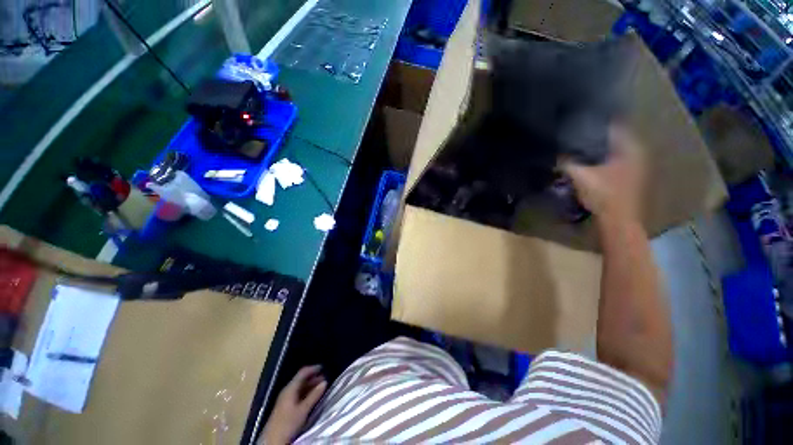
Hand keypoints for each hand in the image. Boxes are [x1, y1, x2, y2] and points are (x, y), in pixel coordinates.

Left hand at [260, 365, 326, 444]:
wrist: (273, 441)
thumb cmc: (288, 423)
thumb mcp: (303, 410)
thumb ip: (314, 395)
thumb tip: (325, 382)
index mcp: (290, 389)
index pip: (302, 373)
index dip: (313, 369)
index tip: (323, 367)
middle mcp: (287, 391)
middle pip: (301, 380)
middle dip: (313, 378)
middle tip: (325, 378)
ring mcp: (285, 399)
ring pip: (300, 388)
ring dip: (310, 386)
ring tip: (321, 387)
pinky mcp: (286, 407)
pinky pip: (298, 395)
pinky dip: (307, 393)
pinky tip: (313, 397)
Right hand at [562, 125, 644, 225]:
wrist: (619, 221)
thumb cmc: (603, 195)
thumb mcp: (580, 176)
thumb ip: (567, 162)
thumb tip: (555, 153)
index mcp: (630, 148)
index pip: (615, 126)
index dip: (597, 123)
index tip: (580, 121)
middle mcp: (637, 153)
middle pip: (615, 138)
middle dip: (596, 136)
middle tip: (576, 134)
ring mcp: (637, 166)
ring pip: (615, 150)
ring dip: (599, 148)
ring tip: (580, 147)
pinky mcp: (631, 177)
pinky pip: (615, 160)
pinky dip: (603, 159)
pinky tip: (590, 163)